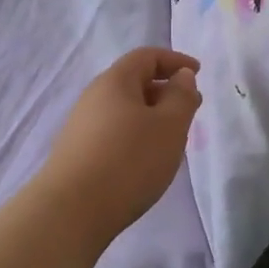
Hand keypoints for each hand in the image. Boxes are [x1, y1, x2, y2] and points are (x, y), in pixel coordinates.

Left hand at [38, 48, 201, 245]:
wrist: (71, 210)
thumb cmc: (129, 161)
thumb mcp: (169, 126)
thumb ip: (181, 96)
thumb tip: (181, 76)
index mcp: (115, 81)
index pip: (146, 57)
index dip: (174, 60)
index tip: (198, 72)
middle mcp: (93, 97)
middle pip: (133, 82)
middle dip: (165, 90)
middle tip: (191, 107)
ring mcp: (82, 126)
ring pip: (124, 110)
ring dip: (151, 116)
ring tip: (173, 137)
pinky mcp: (78, 153)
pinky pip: (114, 132)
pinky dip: (136, 135)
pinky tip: (146, 159)